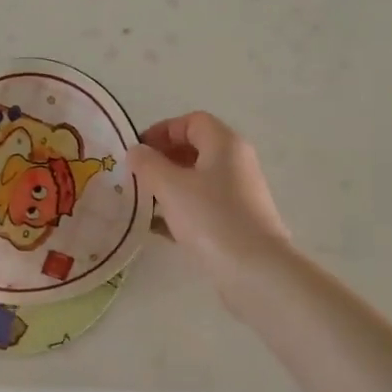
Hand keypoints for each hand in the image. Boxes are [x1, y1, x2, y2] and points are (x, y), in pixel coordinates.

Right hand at [127, 113, 291, 299]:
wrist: (254, 270)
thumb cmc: (210, 218)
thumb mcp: (170, 186)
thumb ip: (147, 164)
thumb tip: (136, 152)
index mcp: (224, 143)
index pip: (192, 121)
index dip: (162, 130)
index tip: (138, 150)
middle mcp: (236, 162)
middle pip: (195, 148)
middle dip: (163, 159)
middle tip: (136, 176)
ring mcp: (240, 193)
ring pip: (198, 180)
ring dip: (169, 186)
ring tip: (142, 202)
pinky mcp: (238, 222)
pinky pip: (204, 206)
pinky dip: (181, 210)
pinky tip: (158, 228)